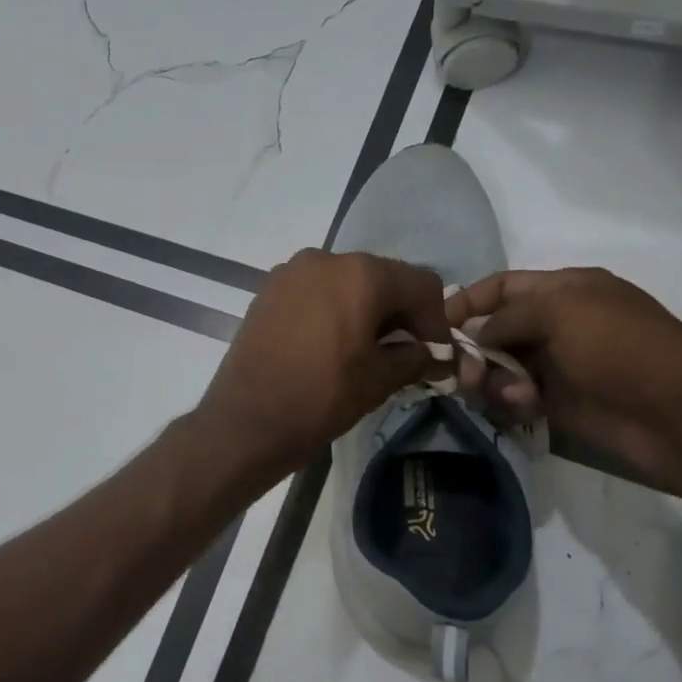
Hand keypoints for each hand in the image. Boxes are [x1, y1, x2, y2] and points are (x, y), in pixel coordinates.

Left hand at [197, 249, 452, 479]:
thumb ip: (415, 358)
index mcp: (360, 273)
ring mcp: (290, 273)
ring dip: (366, 311)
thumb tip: (435, 356)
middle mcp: (324, 259)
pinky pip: (315, 293)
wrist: (245, 421)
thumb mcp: (378, 380)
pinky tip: (333, 345)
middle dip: (400, 313)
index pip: (420, 284)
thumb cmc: (320, 398)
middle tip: (406, 354)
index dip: (436, 320)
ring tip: (368, 352)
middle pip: (381, 278)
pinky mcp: (267, 292)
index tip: (435, 354)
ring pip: (346, 283)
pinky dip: (333, 311)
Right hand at [447, 267, 681, 492]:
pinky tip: (524, 407)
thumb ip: (507, 318)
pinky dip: (510, 401)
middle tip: (462, 373)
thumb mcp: (561, 311)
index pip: (501, 287)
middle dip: (472, 349)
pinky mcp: (556, 402)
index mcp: (563, 290)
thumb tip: (473, 339)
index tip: (435, 325)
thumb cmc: (620, 347)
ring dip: (492, 379)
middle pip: (493, 330)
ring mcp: (555, 364)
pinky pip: (513, 397)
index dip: (467, 301)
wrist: (676, 413)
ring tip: (508, 395)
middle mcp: (555, 323)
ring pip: (498, 367)